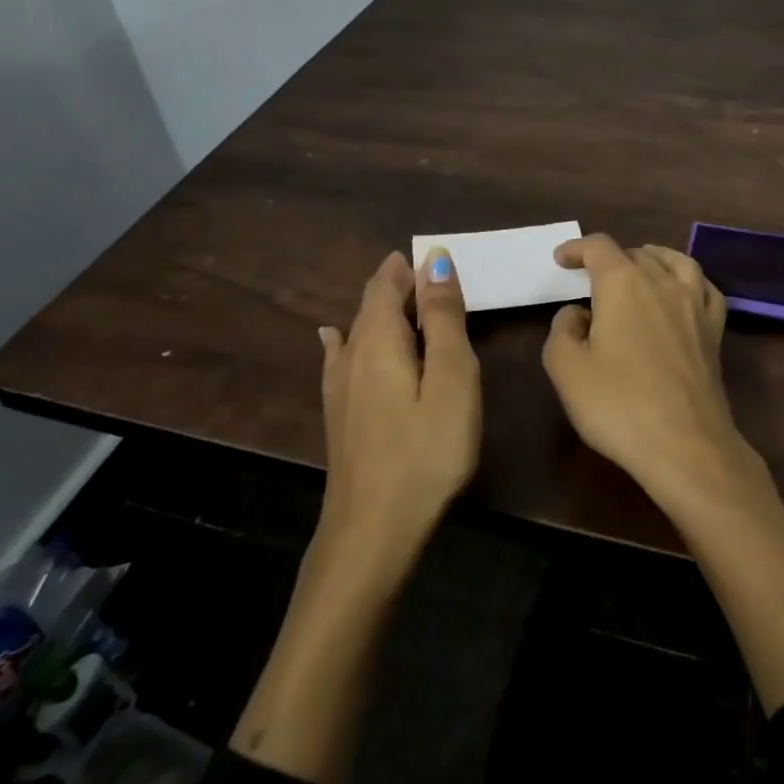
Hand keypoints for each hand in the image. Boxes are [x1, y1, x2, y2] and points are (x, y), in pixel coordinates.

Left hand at [317, 249, 480, 556]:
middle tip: (428, 276)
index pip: (386, 284)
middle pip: (369, 305)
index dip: (407, 266)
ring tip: (399, 300)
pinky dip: (346, 338)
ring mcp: (338, 387)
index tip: (433, 256)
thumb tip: (435, 260)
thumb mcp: (451, 379)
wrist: (373, 528)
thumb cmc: (426, 450)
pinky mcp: (338, 415)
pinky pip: (340, 357)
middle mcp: (350, 355)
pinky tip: (332, 338)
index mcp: (379, 339)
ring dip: (379, 311)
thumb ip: (444, 319)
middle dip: (395, 285)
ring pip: (356, 331)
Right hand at [541, 234, 766, 514]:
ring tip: (639, 265)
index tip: (561, 259)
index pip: (598, 248)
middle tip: (591, 277)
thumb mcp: (566, 368)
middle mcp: (662, 283)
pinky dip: (690, 280)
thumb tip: (578, 314)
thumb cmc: (618, 404)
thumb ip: (562, 330)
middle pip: (636, 254)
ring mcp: (695, 306)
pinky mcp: (714, 332)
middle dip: (610, 259)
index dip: (577, 248)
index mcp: (623, 284)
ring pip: (675, 262)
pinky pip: (705, 289)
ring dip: (653, 258)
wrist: (685, 445)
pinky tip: (684, 291)